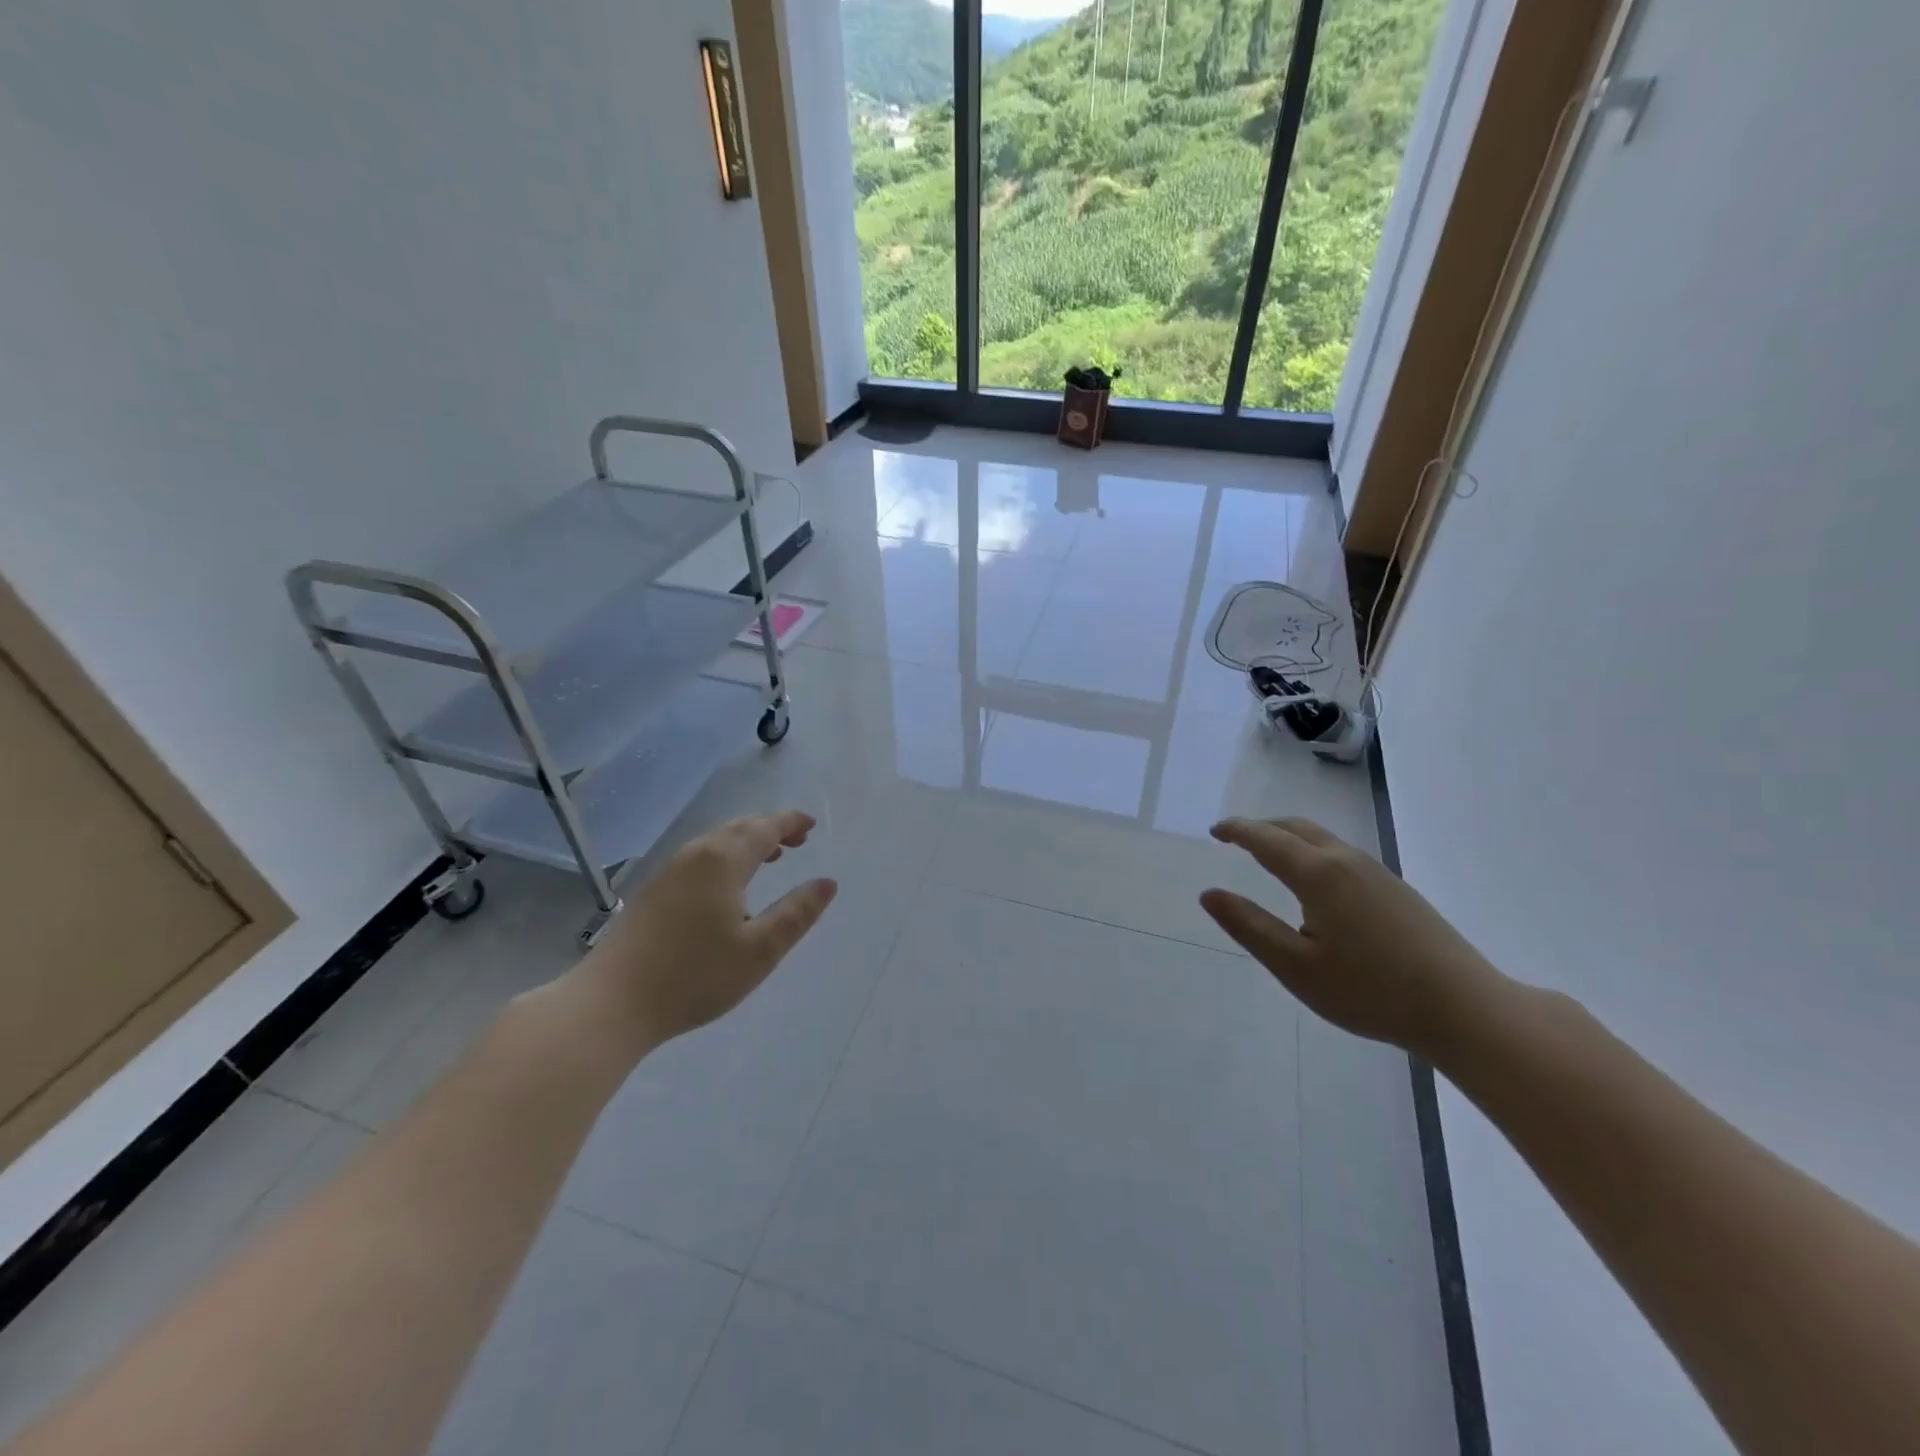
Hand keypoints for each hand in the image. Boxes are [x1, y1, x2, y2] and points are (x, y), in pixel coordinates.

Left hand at [567, 810, 837, 1051]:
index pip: (765, 828)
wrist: (611, 1003)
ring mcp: (669, 871)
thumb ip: (797, 913)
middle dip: (771, 828)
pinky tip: (728, 885)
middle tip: (798, 839)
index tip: (811, 824)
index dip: (790, 822)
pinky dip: (725, 856)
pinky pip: (700, 857)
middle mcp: (695, 855)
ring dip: (747, 842)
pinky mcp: (653, 892)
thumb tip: (827, 883)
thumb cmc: (694, 976)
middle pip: (739, 828)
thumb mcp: (760, 950)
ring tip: (770, 857)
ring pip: (716, 842)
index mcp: (723, 861)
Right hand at [1199, 817, 1515, 1062]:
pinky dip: (1313, 852)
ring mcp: (1377, 873)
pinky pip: (1343, 855)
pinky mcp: (1397, 890)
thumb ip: (1249, 926)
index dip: (1237, 831)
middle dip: (1262, 827)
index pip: (1266, 840)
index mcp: (1318, 874)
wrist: (1465, 1009)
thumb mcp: (1295, 966)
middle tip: (1235, 837)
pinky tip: (1316, 884)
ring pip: (1323, 840)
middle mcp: (1347, 861)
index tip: (1214, 831)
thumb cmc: (1370, 990)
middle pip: (1297, 828)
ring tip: (1269, 855)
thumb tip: (1209, 894)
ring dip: (1289, 838)